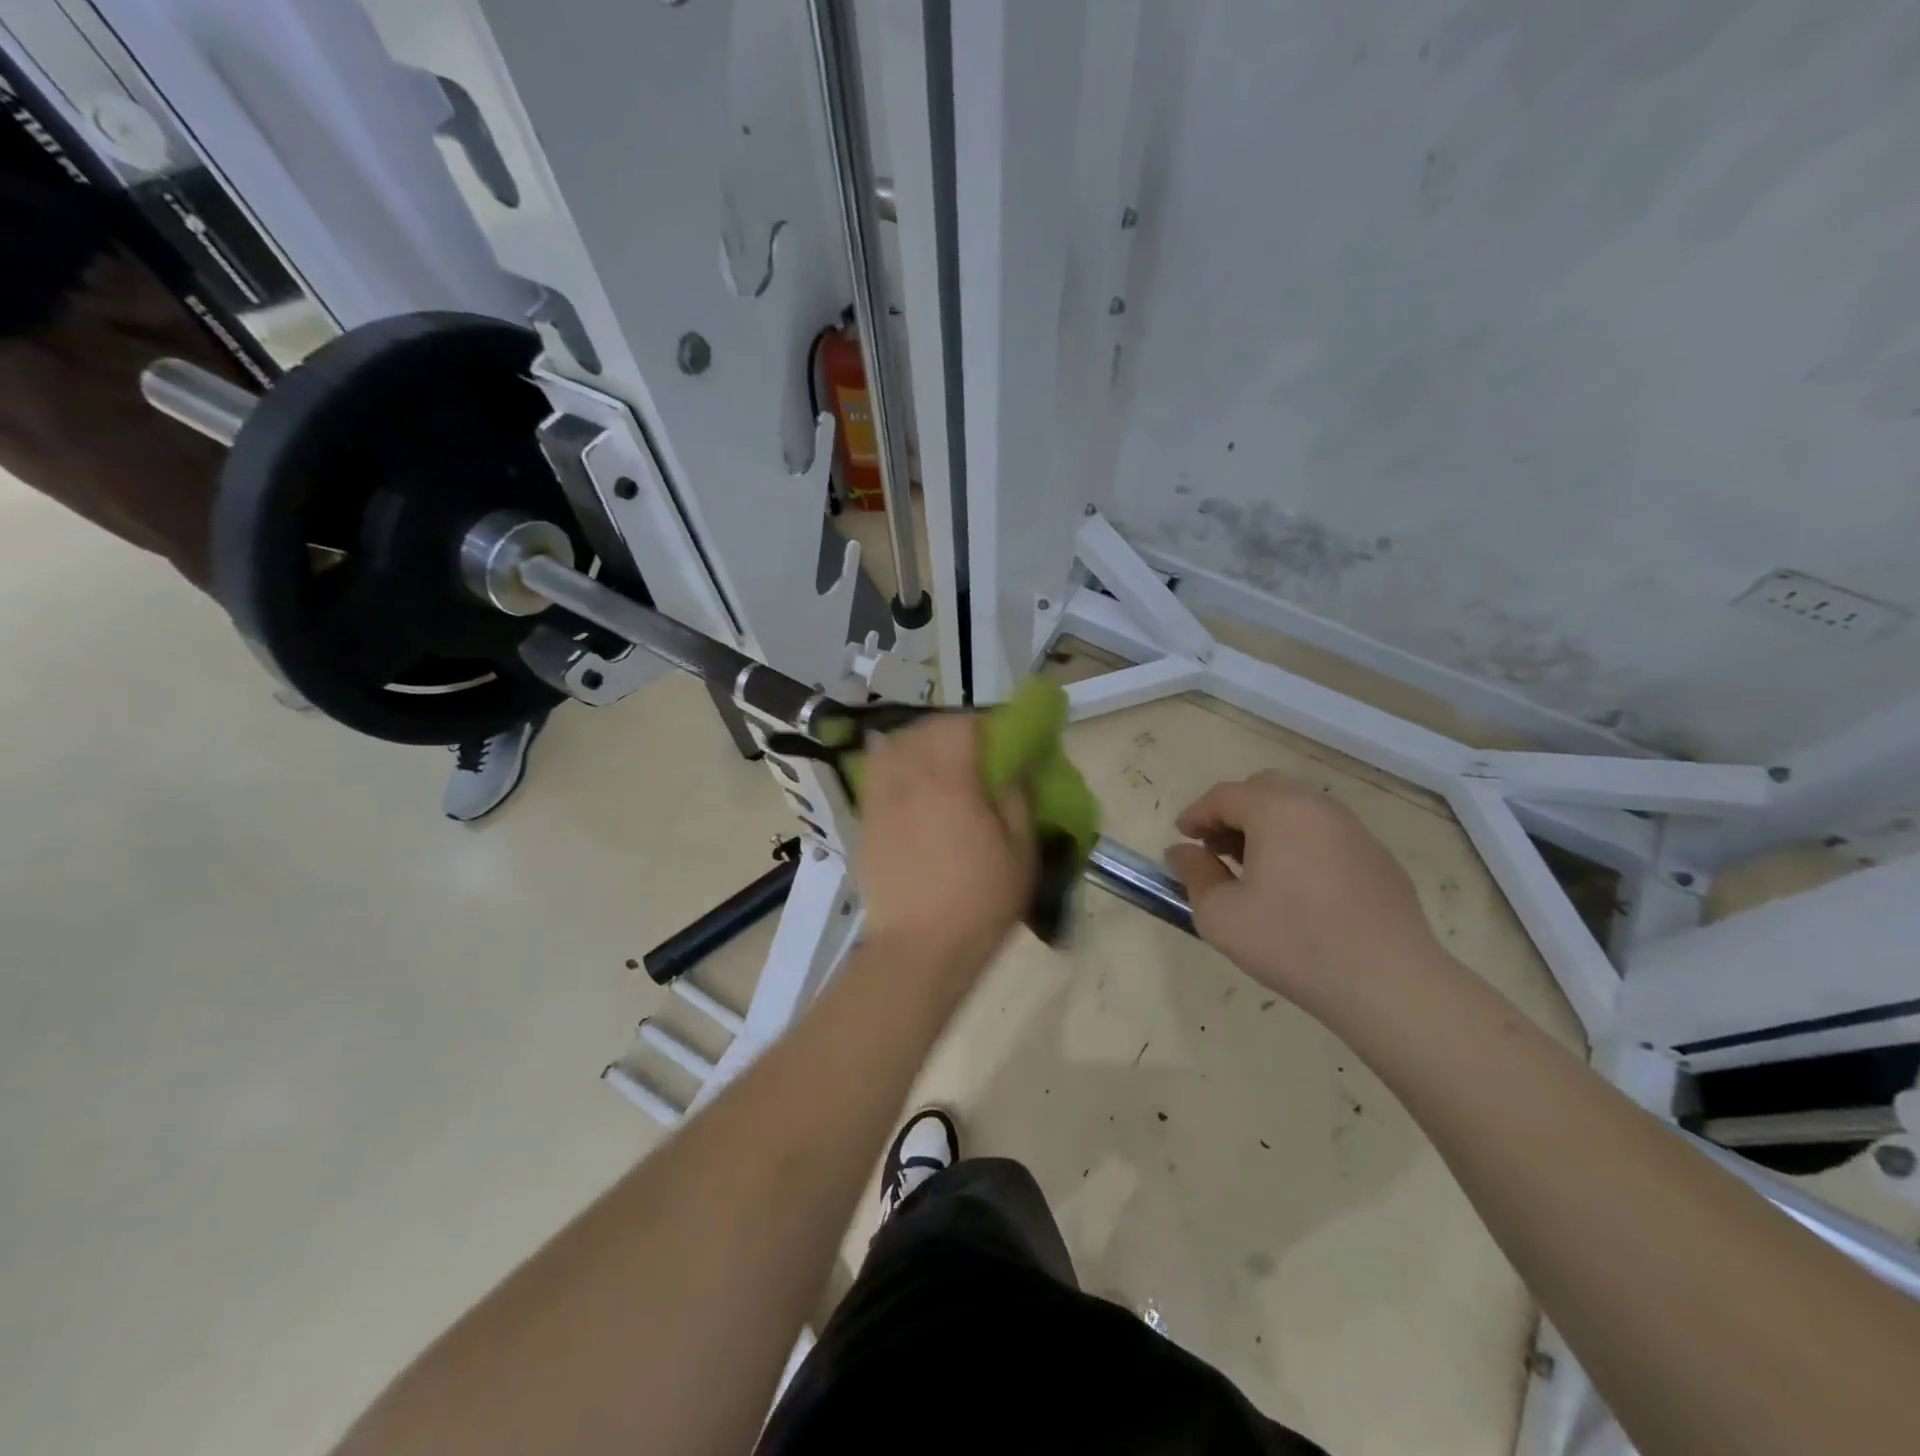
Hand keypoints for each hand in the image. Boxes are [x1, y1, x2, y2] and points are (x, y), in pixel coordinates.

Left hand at [854, 714, 1035, 982]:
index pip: (960, 725)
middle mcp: (909, 780)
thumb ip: (1017, 799)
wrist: (919, 949)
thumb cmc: (979, 902)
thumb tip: (1014, 766)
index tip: (1000, 738)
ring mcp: (880, 799)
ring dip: (917, 742)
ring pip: (892, 745)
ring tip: (935, 761)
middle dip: (951, 729)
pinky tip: (908, 783)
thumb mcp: (1020, 852)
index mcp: (950, 781)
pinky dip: (892, 764)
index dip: (982, 723)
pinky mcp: (865, 821)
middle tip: (972, 749)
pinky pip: (874, 773)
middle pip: (923, 729)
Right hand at [1166, 771, 1444, 1017]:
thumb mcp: (1221, 915)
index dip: (1196, 814)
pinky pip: (1325, 833)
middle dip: (1233, 812)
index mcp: (1277, 811)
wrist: (1389, 983)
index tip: (1181, 838)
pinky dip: (1299, 842)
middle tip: (1216, 848)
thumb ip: (1195, 874)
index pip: (1224, 796)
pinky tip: (1296, 886)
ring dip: (1267, 825)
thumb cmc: (1293, 943)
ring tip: (1254, 868)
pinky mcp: (1378, 857)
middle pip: (1264, 789)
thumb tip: (1182, 852)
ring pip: (1298, 808)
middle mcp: (1316, 807)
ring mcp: (1353, 830)